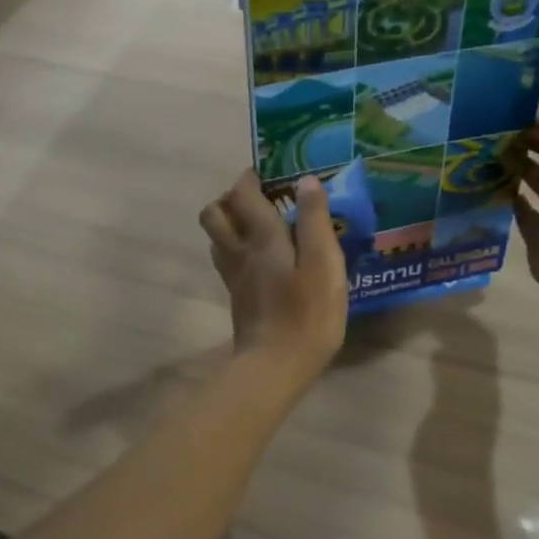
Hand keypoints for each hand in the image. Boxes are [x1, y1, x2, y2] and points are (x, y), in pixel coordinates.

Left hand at [199, 170, 347, 385]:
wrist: (275, 365)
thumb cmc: (306, 313)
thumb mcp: (323, 263)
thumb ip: (315, 220)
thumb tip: (307, 180)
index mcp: (261, 237)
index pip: (242, 194)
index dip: (250, 178)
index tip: (268, 173)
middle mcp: (239, 251)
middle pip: (214, 213)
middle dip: (231, 198)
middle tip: (260, 199)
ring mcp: (234, 277)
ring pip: (217, 238)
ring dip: (231, 223)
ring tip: (260, 225)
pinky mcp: (237, 298)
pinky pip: (227, 261)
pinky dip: (238, 250)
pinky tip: (262, 260)